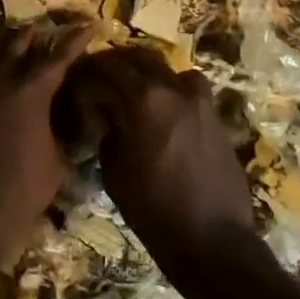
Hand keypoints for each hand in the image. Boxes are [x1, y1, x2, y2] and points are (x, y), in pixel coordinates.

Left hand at [0, 26, 92, 271]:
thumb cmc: (22, 191)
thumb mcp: (57, 166)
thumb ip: (63, 140)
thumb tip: (70, 130)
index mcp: (30, 95)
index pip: (57, 60)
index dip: (74, 42)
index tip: (87, 27)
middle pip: (16, 51)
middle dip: (32, 39)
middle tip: (42, 30)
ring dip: (3, 53)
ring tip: (11, 46)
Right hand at [74, 48, 255, 269]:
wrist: (212, 239)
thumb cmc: (153, 208)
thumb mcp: (115, 173)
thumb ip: (109, 135)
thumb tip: (109, 120)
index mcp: (146, 100)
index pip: (112, 66)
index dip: (92, 66)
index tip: (80, 71)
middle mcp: (176, 92)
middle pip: (145, 60)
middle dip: (122, 62)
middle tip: (104, 75)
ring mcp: (203, 105)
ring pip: (175, 72)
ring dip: (154, 75)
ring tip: (141, 92)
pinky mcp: (219, 122)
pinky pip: (193, 95)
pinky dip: (176, 95)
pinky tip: (167, 117)